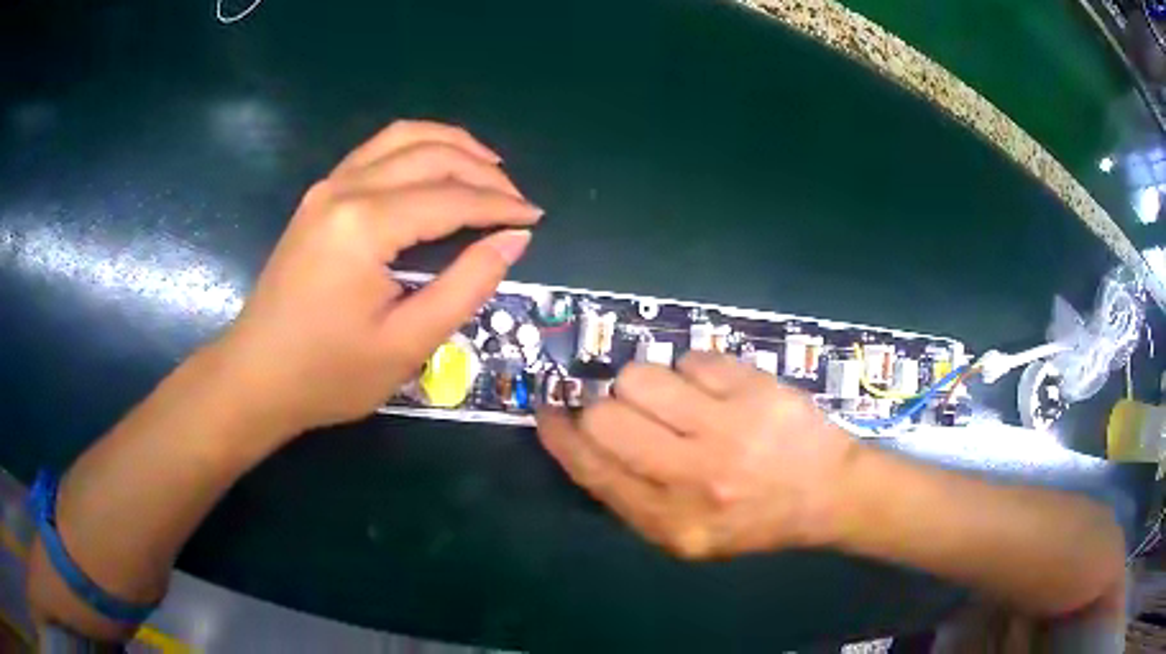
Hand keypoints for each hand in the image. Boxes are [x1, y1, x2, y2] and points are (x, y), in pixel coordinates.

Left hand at [220, 120, 542, 435]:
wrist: (256, 376)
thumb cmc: (328, 373)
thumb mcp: (407, 344)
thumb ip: (466, 286)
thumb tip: (512, 240)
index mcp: (365, 224)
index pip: (450, 198)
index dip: (499, 206)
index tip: (535, 218)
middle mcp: (345, 189)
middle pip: (430, 155)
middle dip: (482, 170)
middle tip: (516, 199)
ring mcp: (327, 187)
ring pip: (402, 138)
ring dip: (451, 145)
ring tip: (488, 167)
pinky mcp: (319, 197)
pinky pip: (376, 151)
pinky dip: (416, 148)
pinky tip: (435, 167)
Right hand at [536, 352, 859, 558]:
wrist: (828, 494)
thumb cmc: (753, 520)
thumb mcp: (685, 537)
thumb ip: (630, 498)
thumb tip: (580, 441)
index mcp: (671, 522)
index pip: (593, 470)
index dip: (560, 436)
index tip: (548, 412)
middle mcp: (694, 477)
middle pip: (606, 416)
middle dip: (605, 407)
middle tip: (631, 412)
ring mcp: (728, 429)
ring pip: (641, 377)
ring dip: (649, 385)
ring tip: (680, 402)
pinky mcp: (754, 389)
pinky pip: (691, 358)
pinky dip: (693, 371)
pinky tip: (717, 392)